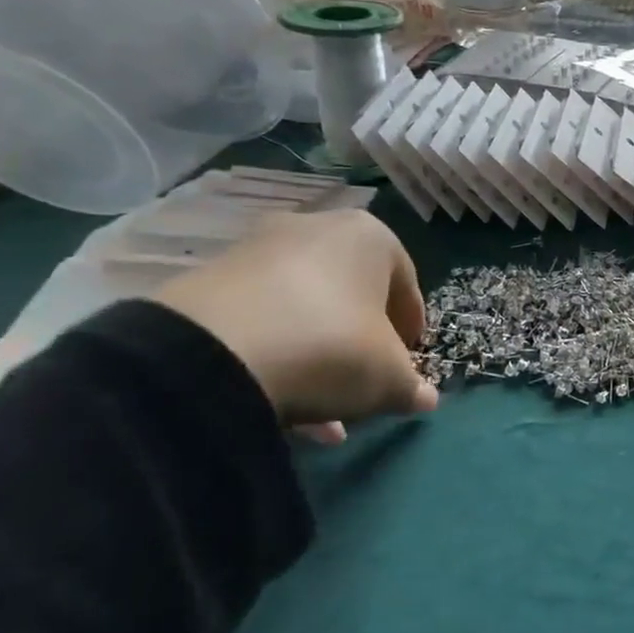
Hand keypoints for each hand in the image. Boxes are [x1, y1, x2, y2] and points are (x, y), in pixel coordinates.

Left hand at [154, 211, 438, 438]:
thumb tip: (423, 397)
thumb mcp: (389, 378)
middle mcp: (316, 227)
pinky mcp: (209, 279)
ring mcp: (257, 250)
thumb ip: (411, 386)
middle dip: (360, 338)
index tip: (407, 360)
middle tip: (363, 377)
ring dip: (317, 352)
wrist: (214, 355)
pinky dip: (276, 351)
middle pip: (352, 291)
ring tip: (321, 404)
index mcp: (371, 236)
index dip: (410, 328)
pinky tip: (279, 397)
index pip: (406, 284)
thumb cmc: (333, 347)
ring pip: (304, 307)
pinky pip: (261, 318)